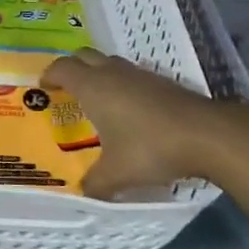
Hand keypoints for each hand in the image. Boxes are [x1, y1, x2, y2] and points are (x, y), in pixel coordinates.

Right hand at [42, 47, 226, 199]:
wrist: (205, 134)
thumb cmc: (150, 147)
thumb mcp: (117, 173)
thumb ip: (96, 183)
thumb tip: (84, 193)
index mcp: (93, 86)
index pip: (62, 68)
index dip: (49, 75)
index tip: (43, 87)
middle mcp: (112, 73)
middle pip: (83, 56)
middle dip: (71, 66)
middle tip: (65, 87)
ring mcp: (138, 74)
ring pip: (109, 62)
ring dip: (97, 72)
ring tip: (96, 97)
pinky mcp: (160, 81)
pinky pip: (130, 74)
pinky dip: (121, 83)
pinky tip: (128, 108)